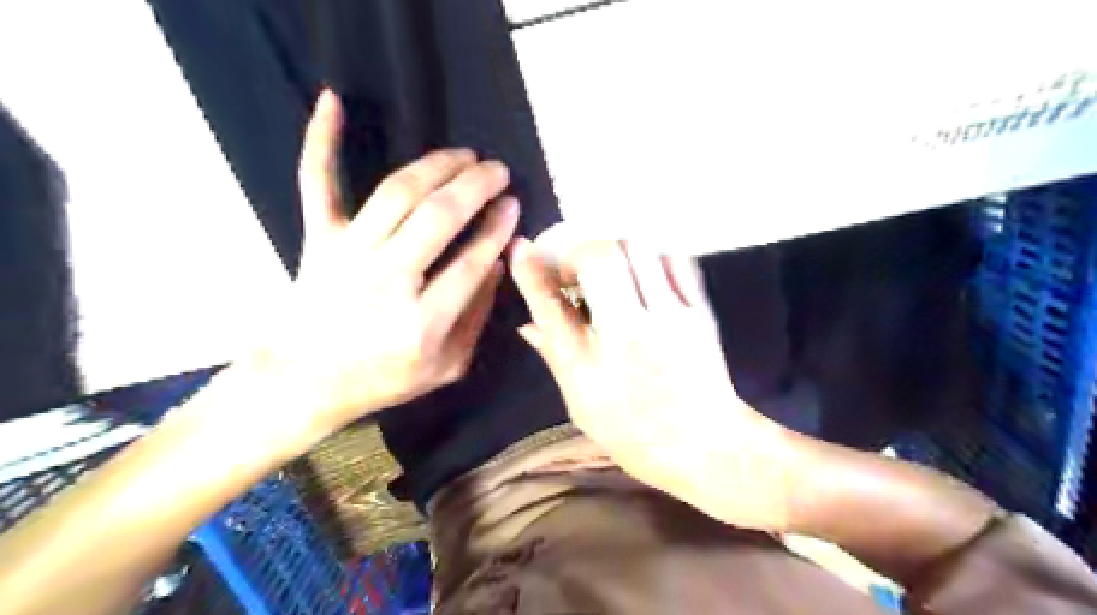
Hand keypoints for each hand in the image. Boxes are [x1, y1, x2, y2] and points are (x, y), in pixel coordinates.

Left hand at [256, 89, 518, 446]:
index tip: (514, 205)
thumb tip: (498, 262)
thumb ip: (477, 317)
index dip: (498, 227)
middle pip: (438, 218)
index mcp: (423, 322)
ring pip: (397, 194)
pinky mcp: (318, 240)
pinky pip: (317, 183)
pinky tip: (332, 101)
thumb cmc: (384, 378)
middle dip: (476, 186)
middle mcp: (386, 281)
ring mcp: (347, 256)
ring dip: (437, 166)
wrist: (306, 381)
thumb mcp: (447, 366)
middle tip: (498, 170)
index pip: (472, 261)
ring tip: (464, 154)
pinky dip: (322, 141)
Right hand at [509, 236, 802, 533]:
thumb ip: (555, 356)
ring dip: (615, 250)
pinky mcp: (700, 311)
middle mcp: (629, 332)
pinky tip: (644, 273)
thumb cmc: (635, 433)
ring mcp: (671, 317)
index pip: (551, 304)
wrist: (707, 446)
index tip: (522, 249)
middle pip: (601, 257)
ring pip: (638, 249)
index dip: (531, 271)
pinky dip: (651, 256)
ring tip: (610, 270)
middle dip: (579, 251)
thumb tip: (527, 325)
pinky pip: (674, 260)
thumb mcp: (581, 403)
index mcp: (591, 365)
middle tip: (576, 269)